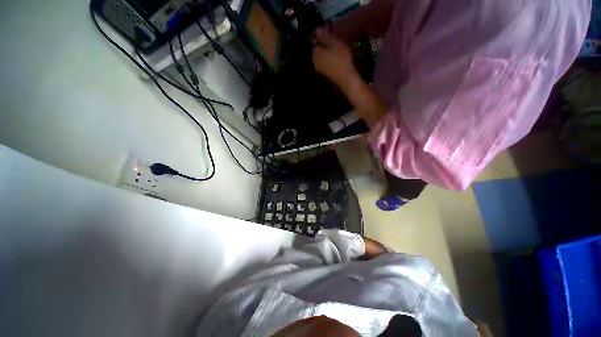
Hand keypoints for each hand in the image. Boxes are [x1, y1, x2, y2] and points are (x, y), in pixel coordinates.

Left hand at [312, 28, 357, 85]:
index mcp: (314, 53)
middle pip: (316, 48)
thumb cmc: (340, 58)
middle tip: (332, 38)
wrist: (345, 78)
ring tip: (334, 46)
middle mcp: (313, 61)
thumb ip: (325, 36)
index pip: (313, 40)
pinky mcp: (324, 73)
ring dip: (325, 50)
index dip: (320, 35)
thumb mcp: (334, 43)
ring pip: (320, 55)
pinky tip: (334, 56)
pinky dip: (327, 57)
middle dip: (322, 43)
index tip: (328, 31)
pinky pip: (323, 62)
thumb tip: (317, 29)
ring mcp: (318, 68)